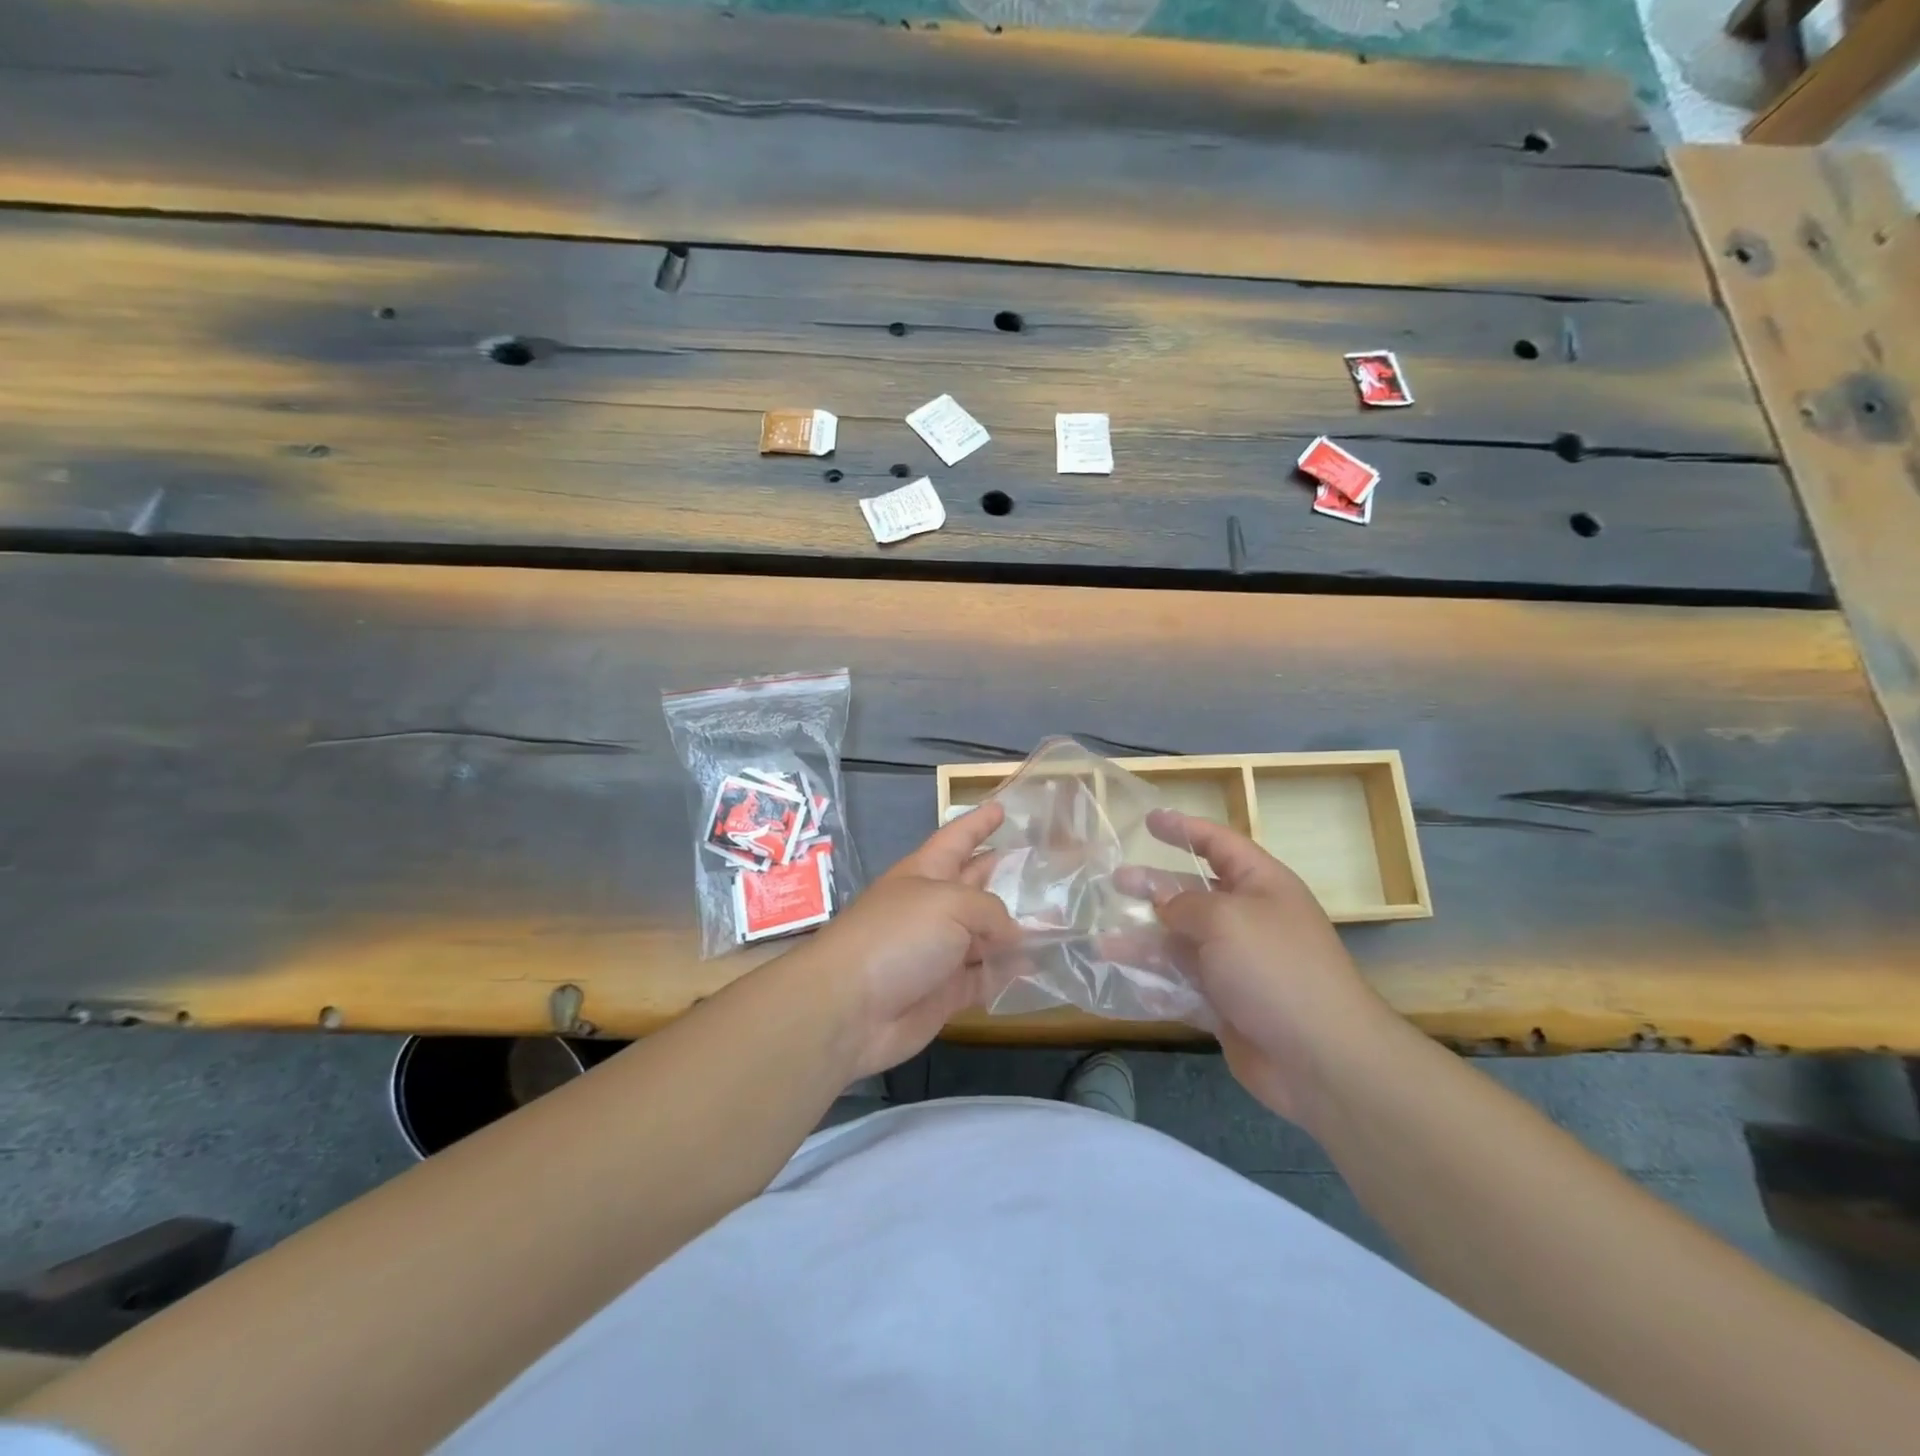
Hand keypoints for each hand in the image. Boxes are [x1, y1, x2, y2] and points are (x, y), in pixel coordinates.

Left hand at [794, 803, 1018, 1078]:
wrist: (850, 1008)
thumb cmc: (898, 936)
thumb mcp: (950, 904)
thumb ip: (991, 911)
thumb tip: (1012, 934)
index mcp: (926, 872)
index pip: (958, 838)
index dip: (979, 822)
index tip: (1003, 807)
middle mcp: (934, 907)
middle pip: (976, 884)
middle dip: (1005, 873)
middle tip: (1045, 866)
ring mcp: (939, 950)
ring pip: (987, 934)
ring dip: (1018, 928)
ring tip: (1060, 920)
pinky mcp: (946, 991)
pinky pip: (986, 976)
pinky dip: (1009, 972)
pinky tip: (1040, 966)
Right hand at [1121, 811, 1409, 1126]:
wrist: (1319, 1057)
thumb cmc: (1274, 968)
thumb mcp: (1225, 919)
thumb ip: (1184, 904)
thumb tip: (1164, 906)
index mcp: (1261, 885)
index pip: (1219, 843)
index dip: (1184, 829)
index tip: (1149, 819)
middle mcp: (1248, 919)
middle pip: (1192, 892)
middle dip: (1153, 885)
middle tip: (1115, 880)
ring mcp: (1235, 964)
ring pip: (1179, 941)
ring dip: (1143, 938)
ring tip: (1103, 938)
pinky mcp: (1224, 1004)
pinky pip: (1180, 984)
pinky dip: (1153, 981)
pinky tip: (1122, 978)